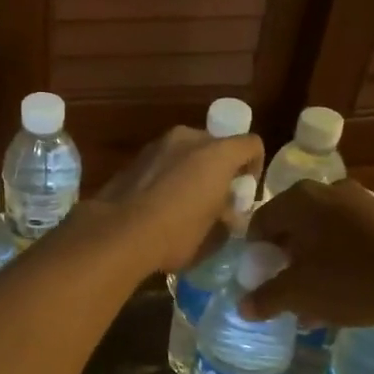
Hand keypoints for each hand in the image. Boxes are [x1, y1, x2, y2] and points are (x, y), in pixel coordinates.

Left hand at [87, 126, 262, 275]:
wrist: (118, 233)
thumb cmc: (177, 234)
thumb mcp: (214, 234)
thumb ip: (228, 217)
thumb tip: (228, 214)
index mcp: (217, 153)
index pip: (251, 144)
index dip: (254, 167)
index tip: (244, 192)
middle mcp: (188, 138)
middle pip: (216, 145)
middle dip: (219, 168)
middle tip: (215, 199)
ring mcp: (157, 145)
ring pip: (185, 152)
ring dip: (191, 170)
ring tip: (184, 203)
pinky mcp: (134, 158)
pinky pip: (162, 162)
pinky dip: (167, 175)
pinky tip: (159, 204)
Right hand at [240, 179, 373, 326]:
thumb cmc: (349, 279)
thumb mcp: (299, 294)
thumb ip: (266, 298)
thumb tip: (243, 307)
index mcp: (299, 199)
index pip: (260, 222)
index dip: (254, 254)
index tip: (258, 279)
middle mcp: (328, 190)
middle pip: (293, 227)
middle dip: (285, 260)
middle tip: (285, 289)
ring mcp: (362, 202)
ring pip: (323, 234)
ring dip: (312, 264)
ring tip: (314, 300)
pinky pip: (350, 238)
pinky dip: (339, 261)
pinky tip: (344, 293)